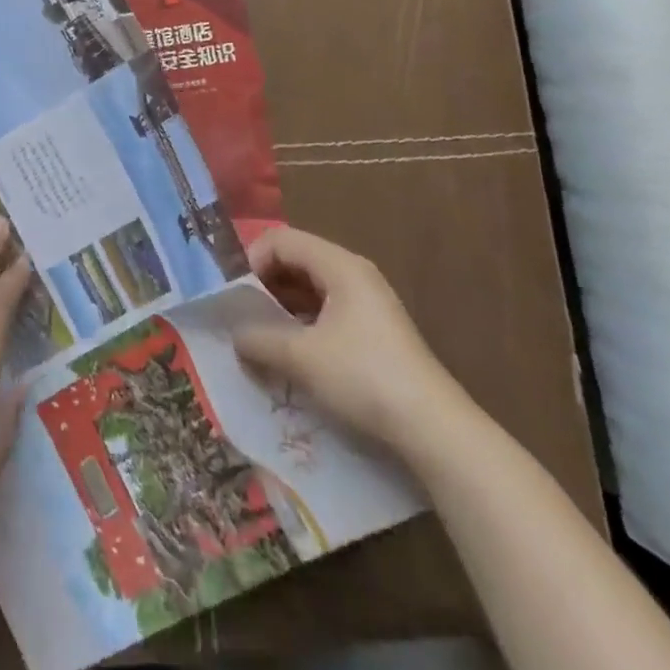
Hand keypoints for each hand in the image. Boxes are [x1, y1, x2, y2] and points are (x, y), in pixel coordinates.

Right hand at [233, 226, 464, 453]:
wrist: (434, 429)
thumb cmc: (363, 377)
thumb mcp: (301, 357)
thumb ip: (259, 340)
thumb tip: (234, 336)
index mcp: (339, 265)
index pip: (282, 240)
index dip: (252, 260)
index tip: (234, 296)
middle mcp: (354, 274)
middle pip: (296, 261)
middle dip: (264, 285)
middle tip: (241, 316)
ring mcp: (367, 303)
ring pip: (311, 289)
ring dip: (282, 308)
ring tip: (260, 338)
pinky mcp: (374, 332)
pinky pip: (326, 312)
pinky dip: (303, 325)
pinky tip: (291, 356)